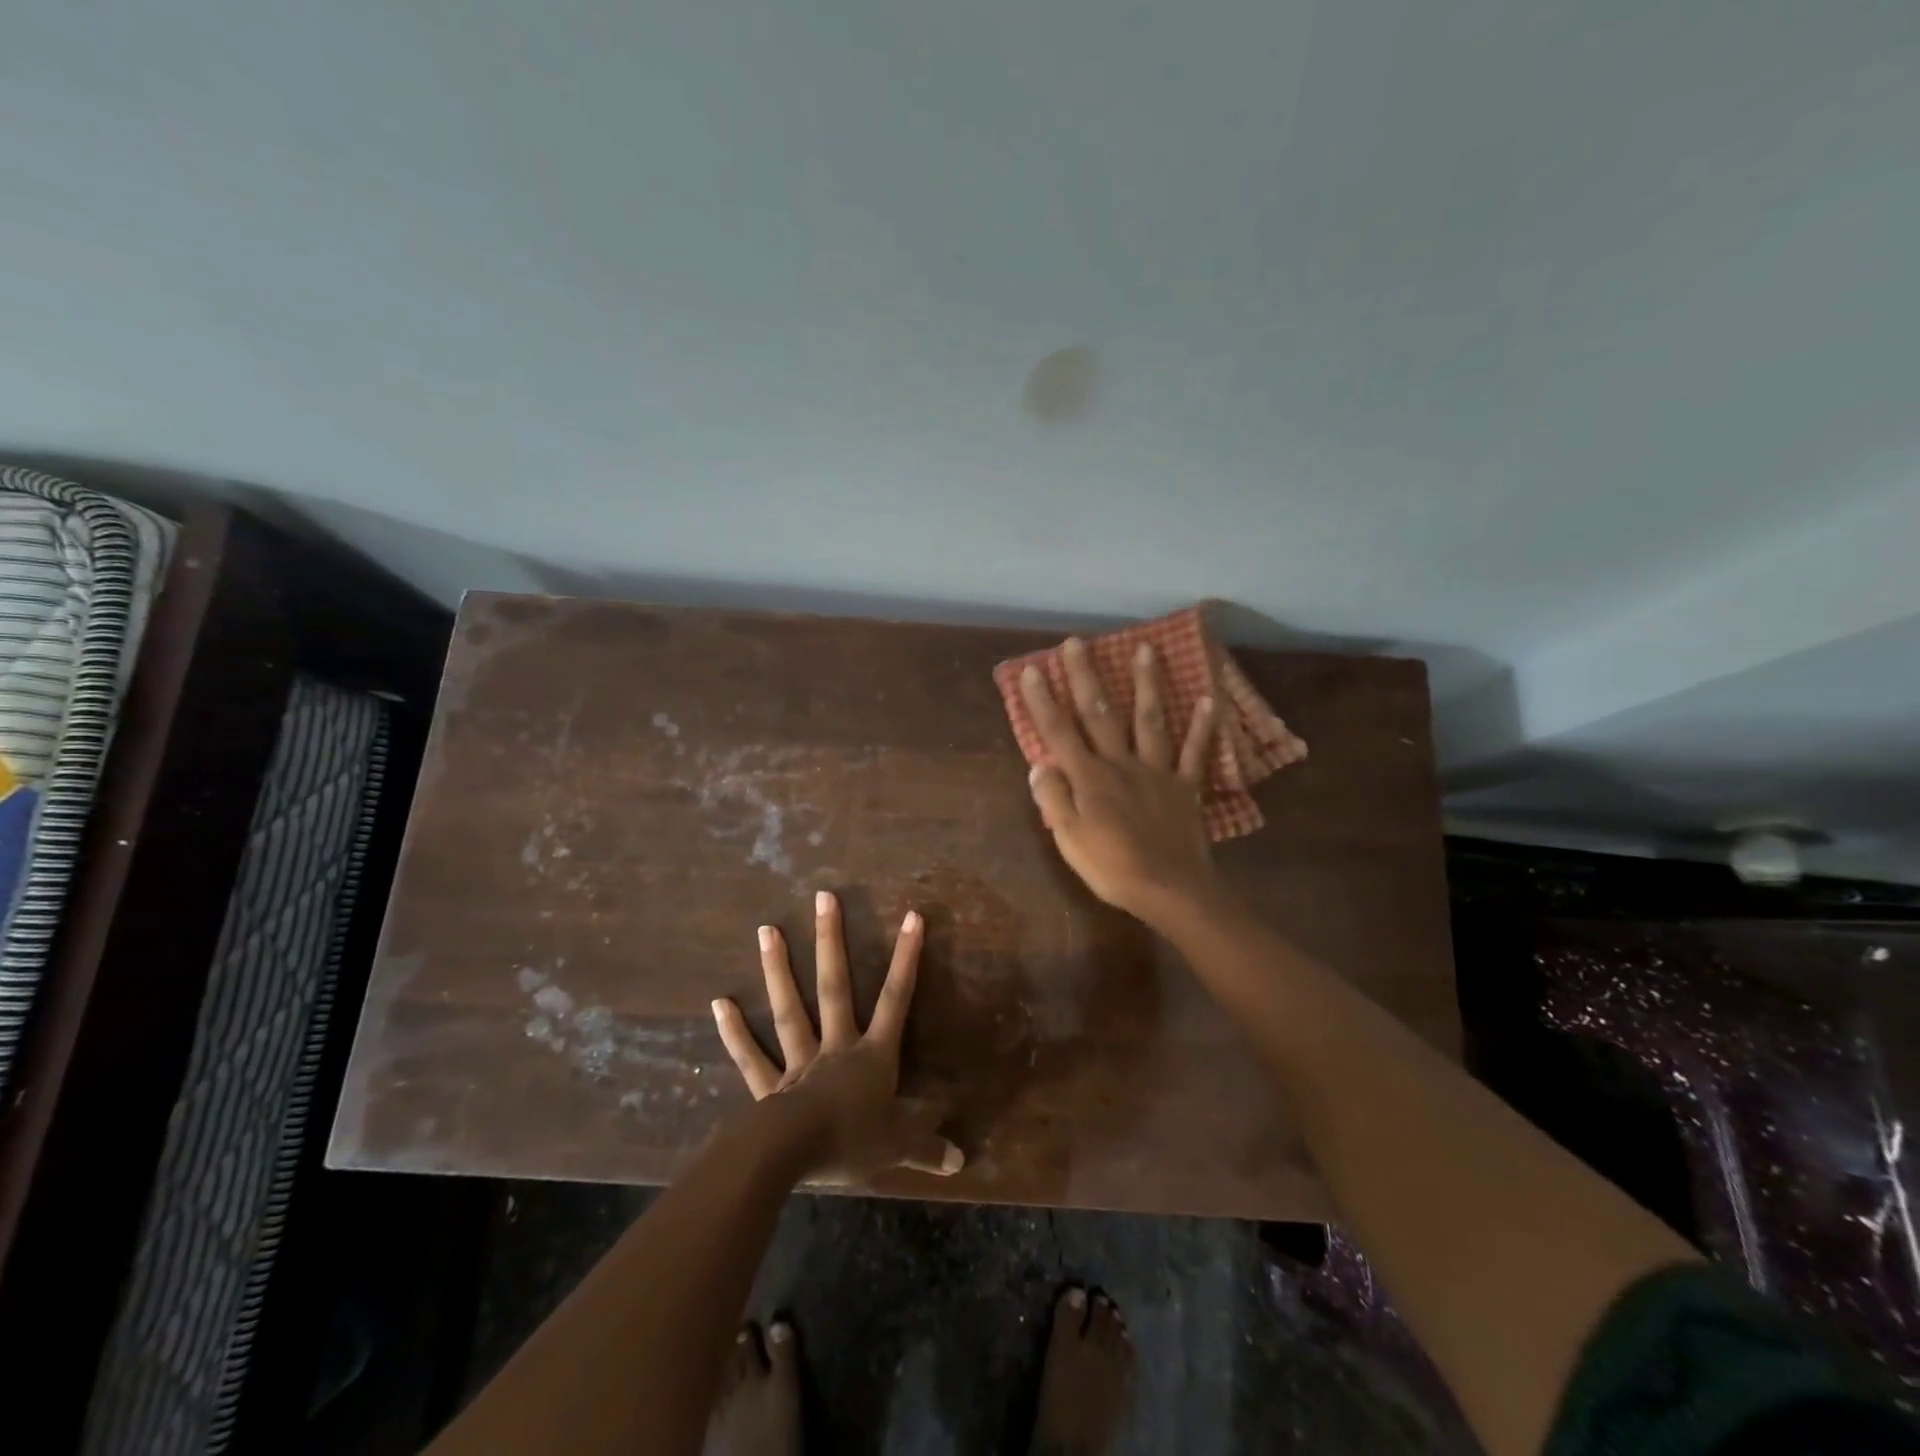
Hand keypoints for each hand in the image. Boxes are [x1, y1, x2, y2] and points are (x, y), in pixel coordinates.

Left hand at [711, 890, 962, 1183]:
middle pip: (835, 987)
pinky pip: (751, 1057)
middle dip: (831, 941)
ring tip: (766, 929)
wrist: (794, 1158)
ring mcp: (800, 1063)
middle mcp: (836, 1048)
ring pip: (790, 1009)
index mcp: (872, 1056)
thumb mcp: (899, 1147)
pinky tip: (719, 1003)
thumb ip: (927, 1146)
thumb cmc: (852, 1143)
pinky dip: (735, 1032)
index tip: (912, 916)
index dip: (907, 958)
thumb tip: (961, 1160)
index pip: (897, 999)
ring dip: (778, 970)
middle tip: (822, 897)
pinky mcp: (769, 1088)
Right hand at [1021, 638, 1221, 926]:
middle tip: (1077, 642)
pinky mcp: (1184, 786)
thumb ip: (1054, 800)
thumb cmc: (1112, 868)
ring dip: (1146, 683)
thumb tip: (1040, 763)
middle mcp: (1121, 764)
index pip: (1059, 733)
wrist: (1171, 890)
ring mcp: (1156, 771)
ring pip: (1149, 720)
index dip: (1043, 701)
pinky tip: (1209, 700)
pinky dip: (1202, 726)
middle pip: (1100, 715)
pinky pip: (1194, 752)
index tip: (1032, 670)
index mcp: (1090, 778)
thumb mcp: (1070, 840)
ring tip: (1146, 649)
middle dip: (1086, 677)